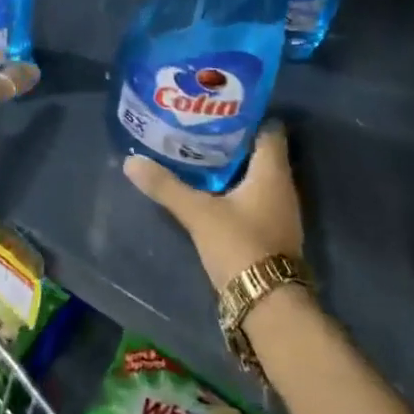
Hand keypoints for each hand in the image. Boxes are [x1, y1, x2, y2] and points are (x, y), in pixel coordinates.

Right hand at [125, 122, 303, 290]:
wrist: (269, 305)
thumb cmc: (240, 246)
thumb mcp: (198, 213)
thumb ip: (166, 186)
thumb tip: (131, 162)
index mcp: (272, 171)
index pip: (269, 128)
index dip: (247, 115)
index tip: (218, 108)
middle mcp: (282, 185)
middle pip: (260, 151)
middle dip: (232, 140)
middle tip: (199, 129)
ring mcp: (280, 211)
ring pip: (256, 176)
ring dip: (233, 166)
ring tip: (198, 155)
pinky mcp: (272, 232)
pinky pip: (255, 198)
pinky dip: (235, 190)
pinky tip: (210, 191)